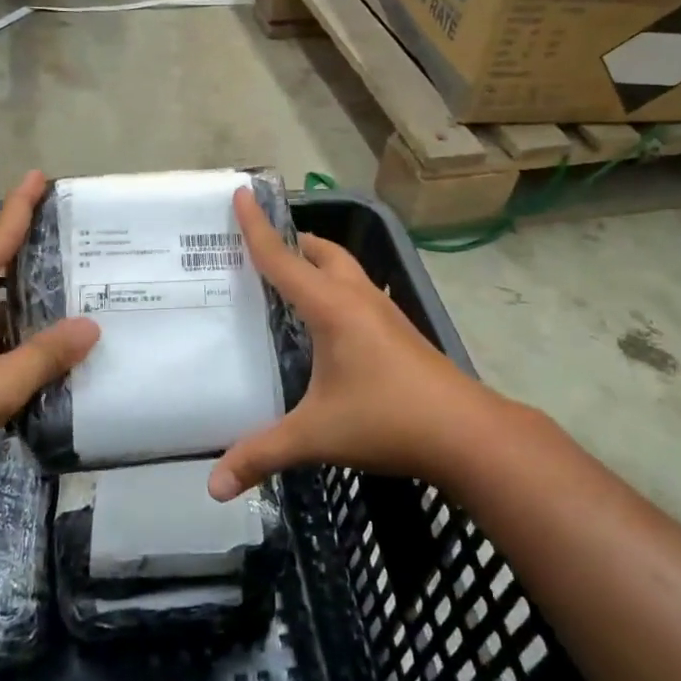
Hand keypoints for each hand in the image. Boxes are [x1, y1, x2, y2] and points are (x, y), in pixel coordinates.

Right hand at [209, 190, 526, 499]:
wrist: (467, 433)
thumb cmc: (388, 420)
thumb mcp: (316, 435)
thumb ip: (263, 454)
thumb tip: (214, 488)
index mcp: (333, 308)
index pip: (283, 259)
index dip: (257, 228)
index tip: (240, 193)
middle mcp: (359, 299)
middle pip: (322, 252)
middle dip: (291, 241)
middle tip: (259, 247)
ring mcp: (384, 315)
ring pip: (346, 271)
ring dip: (317, 263)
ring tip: (288, 279)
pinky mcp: (399, 333)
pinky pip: (358, 294)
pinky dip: (335, 290)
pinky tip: (326, 323)